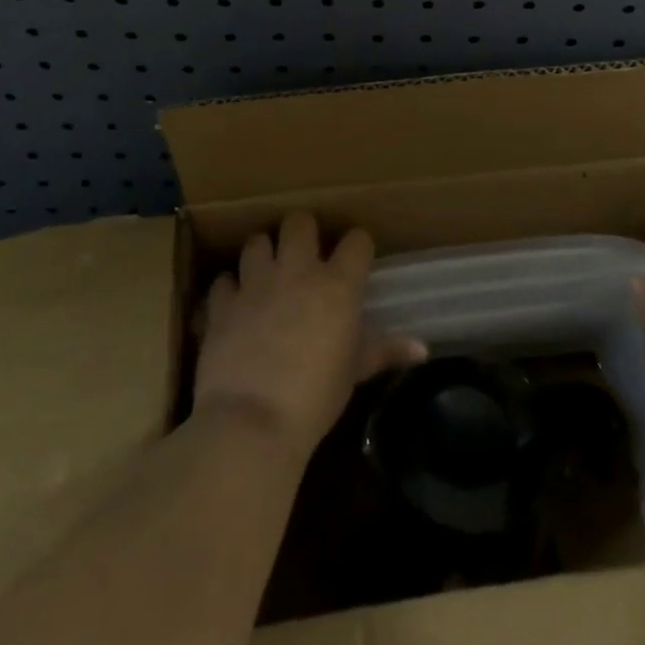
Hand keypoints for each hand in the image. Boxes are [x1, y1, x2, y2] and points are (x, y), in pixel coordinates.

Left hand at [193, 211, 425, 462]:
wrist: (251, 423)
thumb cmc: (315, 398)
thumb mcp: (354, 373)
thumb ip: (384, 351)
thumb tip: (422, 349)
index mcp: (337, 284)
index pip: (357, 240)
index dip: (358, 246)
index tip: (357, 259)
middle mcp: (297, 271)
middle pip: (299, 221)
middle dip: (302, 231)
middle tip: (304, 254)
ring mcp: (255, 283)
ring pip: (256, 242)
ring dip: (262, 254)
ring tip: (266, 273)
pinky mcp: (222, 303)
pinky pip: (223, 281)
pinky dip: (228, 290)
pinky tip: (233, 305)